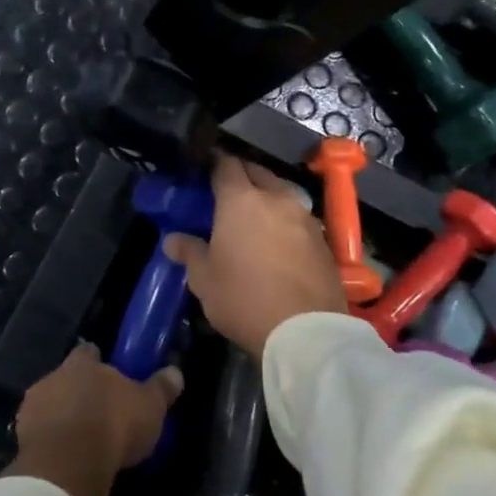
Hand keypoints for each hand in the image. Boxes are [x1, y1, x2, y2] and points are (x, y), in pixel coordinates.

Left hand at [7, 343, 182, 495]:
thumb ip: (161, 388)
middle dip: (78, 390)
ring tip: (79, 438)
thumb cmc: (114, 424)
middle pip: (66, 377)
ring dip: (61, 415)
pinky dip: (49, 439)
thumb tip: (175, 371)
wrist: (69, 462)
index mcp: (83, 364)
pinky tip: (63, 455)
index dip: (97, 361)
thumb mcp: (150, 407)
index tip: (107, 373)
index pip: (88, 352)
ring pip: (49, 403)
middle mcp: (54, 376)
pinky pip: (38, 432)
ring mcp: (33, 406)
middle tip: (97, 411)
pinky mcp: (21, 435)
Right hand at [164, 153, 346, 360]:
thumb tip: (173, 240)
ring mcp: (304, 217)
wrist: (305, 332)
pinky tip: (278, 243)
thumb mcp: (204, 280)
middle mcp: (276, 198)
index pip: (226, 165)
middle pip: (257, 173)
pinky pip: (298, 218)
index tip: (204, 172)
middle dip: (241, 177)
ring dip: (266, 199)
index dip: (213, 164)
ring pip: (281, 194)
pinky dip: (285, 222)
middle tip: (225, 195)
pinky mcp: (323, 240)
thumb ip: (189, 252)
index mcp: (240, 200)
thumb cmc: (243, 299)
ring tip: (253, 219)